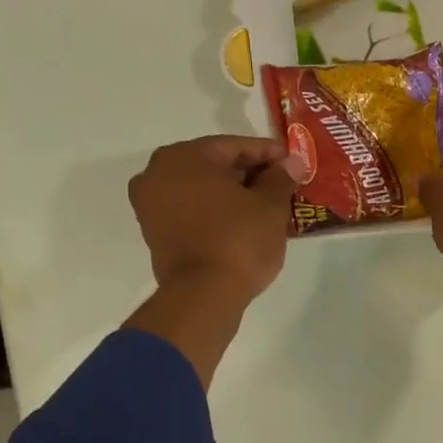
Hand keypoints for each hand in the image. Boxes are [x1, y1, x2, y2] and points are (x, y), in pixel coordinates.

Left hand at [123, 136, 294, 387]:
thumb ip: (280, 178)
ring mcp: (151, 204)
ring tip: (266, 205)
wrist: (203, 296)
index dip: (268, 153)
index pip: (234, 146)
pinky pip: (191, 210)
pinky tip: (242, 222)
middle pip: (213, 165)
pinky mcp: (154, 232)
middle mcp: (158, 173)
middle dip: (249, 174)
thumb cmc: (238, 241)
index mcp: (184, 157)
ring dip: (231, 194)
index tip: (292, 162)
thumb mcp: (270, 206)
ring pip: (201, 189)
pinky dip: (215, 211)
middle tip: (281, 184)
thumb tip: (292, 162)